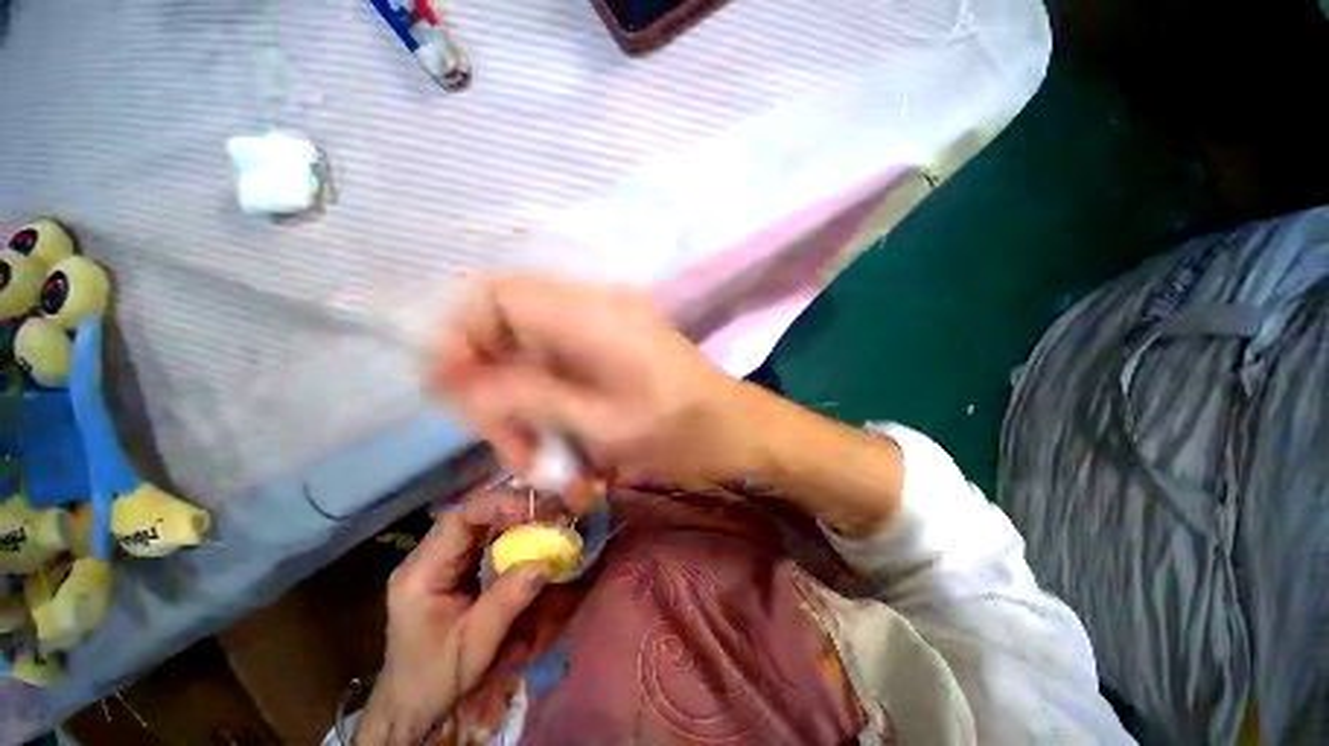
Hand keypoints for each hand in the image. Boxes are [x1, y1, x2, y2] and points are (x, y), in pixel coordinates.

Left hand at [355, 496, 547, 744]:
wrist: (412, 706)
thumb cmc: (437, 679)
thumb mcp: (474, 645)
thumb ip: (508, 601)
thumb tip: (546, 561)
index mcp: (421, 573)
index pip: (461, 518)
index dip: (501, 505)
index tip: (538, 511)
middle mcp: (427, 557)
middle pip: (473, 514)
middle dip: (515, 508)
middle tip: (553, 512)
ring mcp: (438, 560)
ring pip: (480, 522)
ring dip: (516, 517)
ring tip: (548, 519)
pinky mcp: (451, 567)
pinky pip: (484, 538)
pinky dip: (511, 532)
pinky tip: (532, 534)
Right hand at [431, 276, 760, 496]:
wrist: (737, 429)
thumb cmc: (679, 432)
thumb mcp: (597, 424)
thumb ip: (523, 396)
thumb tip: (450, 379)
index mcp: (587, 314)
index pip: (492, 297)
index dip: (460, 340)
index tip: (455, 396)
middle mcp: (591, 307)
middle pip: (507, 334)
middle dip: (500, 396)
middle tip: (519, 452)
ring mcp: (604, 327)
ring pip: (532, 360)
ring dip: (529, 412)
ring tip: (550, 464)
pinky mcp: (613, 349)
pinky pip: (560, 370)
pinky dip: (554, 409)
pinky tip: (572, 448)